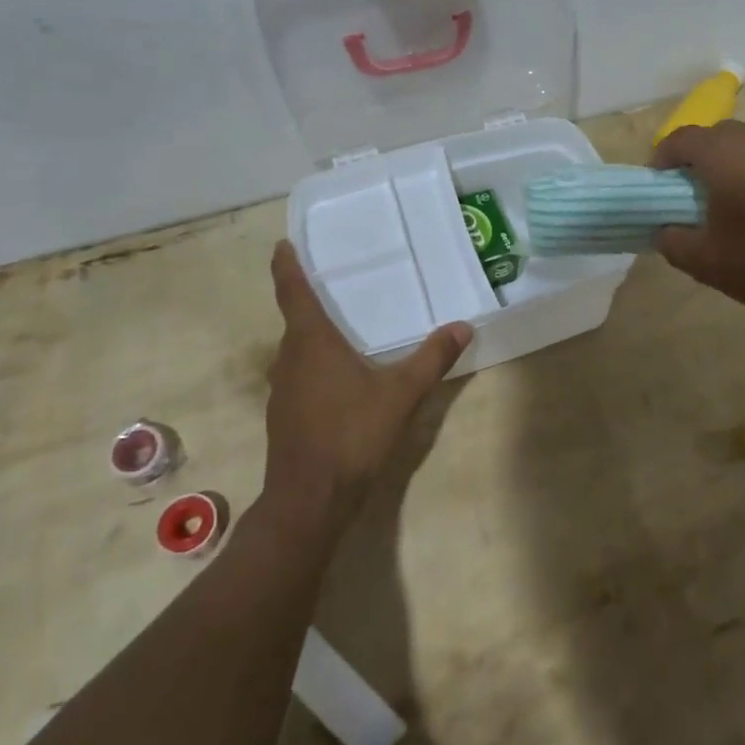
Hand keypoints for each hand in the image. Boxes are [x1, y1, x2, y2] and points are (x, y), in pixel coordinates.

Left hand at [263, 241, 471, 534]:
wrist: (309, 499)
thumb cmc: (351, 434)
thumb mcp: (401, 394)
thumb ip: (432, 358)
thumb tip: (463, 326)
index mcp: (310, 342)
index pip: (292, 292)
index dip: (286, 266)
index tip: (283, 245)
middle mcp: (288, 359)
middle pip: (295, 321)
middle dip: (310, 302)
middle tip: (336, 285)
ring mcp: (281, 389)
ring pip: (296, 351)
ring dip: (313, 337)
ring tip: (343, 329)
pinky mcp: (283, 415)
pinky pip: (298, 375)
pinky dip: (314, 366)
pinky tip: (340, 379)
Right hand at [650, 121, 744, 319]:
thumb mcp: (704, 261)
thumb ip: (672, 241)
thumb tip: (662, 230)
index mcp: (723, 154)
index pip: (680, 139)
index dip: (661, 158)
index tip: (656, 185)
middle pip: (712, 135)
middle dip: (692, 157)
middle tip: (683, 192)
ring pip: (741, 143)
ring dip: (722, 162)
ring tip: (717, 198)